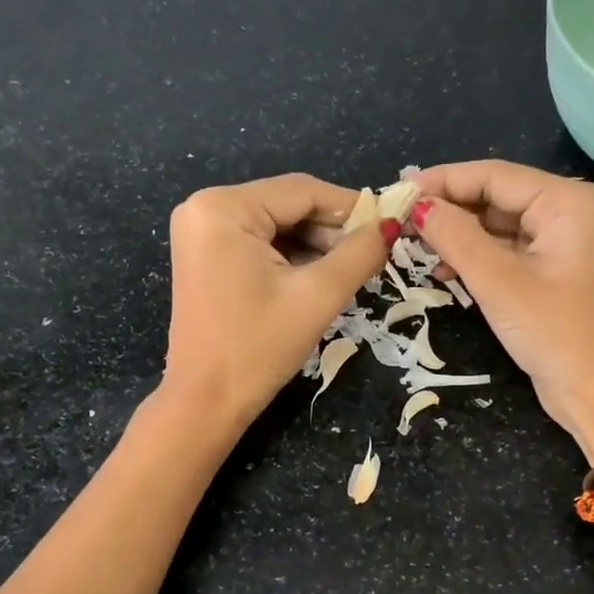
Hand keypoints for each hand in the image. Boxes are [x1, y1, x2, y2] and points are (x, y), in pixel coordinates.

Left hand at [162, 174, 394, 433]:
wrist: (206, 402)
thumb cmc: (258, 349)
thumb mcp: (317, 297)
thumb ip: (359, 254)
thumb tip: (392, 224)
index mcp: (223, 208)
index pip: (302, 191)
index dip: (351, 207)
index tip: (391, 225)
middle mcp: (204, 207)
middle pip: (288, 205)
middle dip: (331, 231)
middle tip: (372, 256)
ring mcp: (200, 232)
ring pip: (276, 225)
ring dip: (314, 246)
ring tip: (349, 272)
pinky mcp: (205, 256)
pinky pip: (259, 243)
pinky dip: (290, 258)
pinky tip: (317, 279)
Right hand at [411, 160, 593, 460]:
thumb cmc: (552, 331)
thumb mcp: (498, 281)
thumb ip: (454, 236)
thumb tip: (416, 205)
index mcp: (567, 201)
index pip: (494, 176)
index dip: (443, 181)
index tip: (398, 191)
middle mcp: (568, 211)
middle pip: (496, 196)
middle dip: (449, 209)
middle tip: (400, 219)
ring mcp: (561, 242)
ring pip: (497, 224)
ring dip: (458, 235)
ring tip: (414, 244)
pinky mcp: (551, 270)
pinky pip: (506, 250)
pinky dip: (475, 257)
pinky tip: (443, 270)